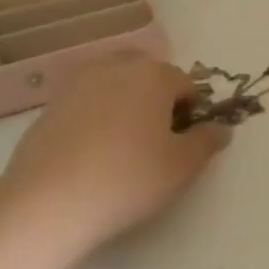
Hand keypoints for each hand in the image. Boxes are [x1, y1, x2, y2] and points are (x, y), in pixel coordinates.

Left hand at [0, 52, 230, 261]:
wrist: (48, 202)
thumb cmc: (128, 179)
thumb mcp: (183, 166)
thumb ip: (207, 141)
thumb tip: (220, 128)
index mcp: (154, 75)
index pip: (187, 84)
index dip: (193, 113)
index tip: (186, 143)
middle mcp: (116, 67)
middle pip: (149, 75)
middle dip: (159, 99)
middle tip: (157, 140)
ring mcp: (78, 83)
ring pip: (115, 85)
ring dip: (127, 104)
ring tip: (124, 145)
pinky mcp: (50, 105)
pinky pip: (87, 102)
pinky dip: (97, 116)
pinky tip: (93, 153)